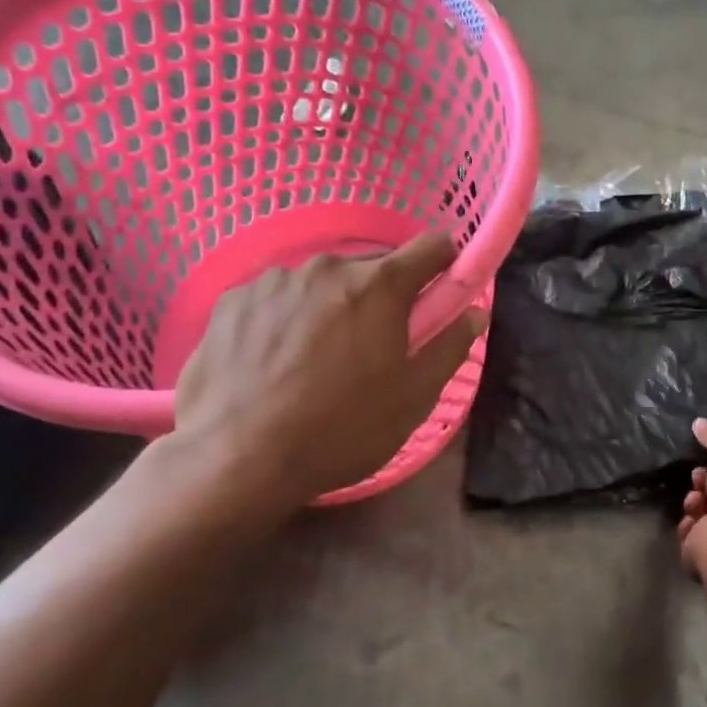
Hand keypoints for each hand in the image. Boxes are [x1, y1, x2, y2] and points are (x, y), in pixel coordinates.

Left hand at [171, 232, 486, 507]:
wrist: (235, 460)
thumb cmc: (340, 431)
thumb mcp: (413, 399)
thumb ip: (450, 347)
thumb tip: (474, 313)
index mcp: (379, 286)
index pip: (431, 246)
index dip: (445, 263)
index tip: (441, 289)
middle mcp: (327, 267)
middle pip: (373, 266)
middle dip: (384, 294)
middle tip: (375, 343)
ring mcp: (273, 279)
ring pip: (321, 281)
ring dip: (332, 304)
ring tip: (316, 358)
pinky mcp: (232, 300)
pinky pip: (277, 296)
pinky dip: (286, 316)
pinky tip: (274, 360)